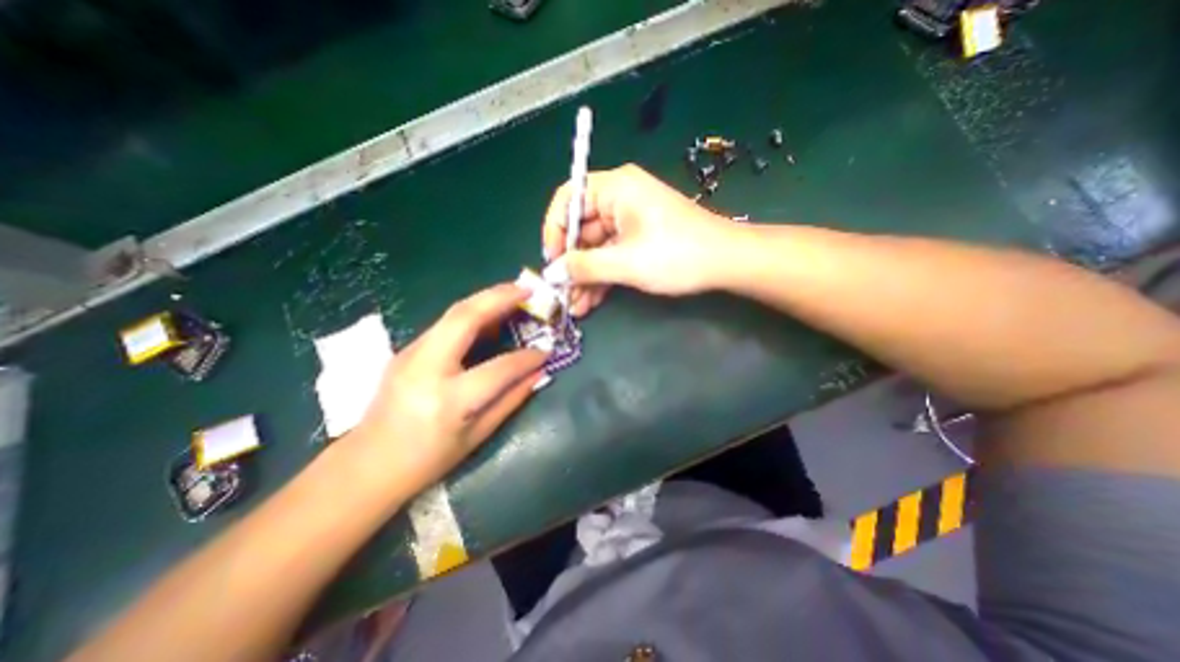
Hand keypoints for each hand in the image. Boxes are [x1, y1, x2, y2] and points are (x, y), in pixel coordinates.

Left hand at [353, 283, 550, 495]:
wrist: (368, 464)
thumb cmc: (428, 460)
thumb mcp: (477, 436)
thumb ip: (511, 399)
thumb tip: (539, 374)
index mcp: (449, 400)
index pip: (498, 368)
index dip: (527, 358)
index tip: (546, 351)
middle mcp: (426, 368)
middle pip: (465, 318)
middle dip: (500, 297)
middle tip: (528, 290)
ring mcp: (411, 353)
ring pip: (453, 313)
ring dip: (487, 298)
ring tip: (514, 293)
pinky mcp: (407, 349)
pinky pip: (446, 323)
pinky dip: (473, 312)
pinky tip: (490, 314)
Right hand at [544, 161, 733, 312]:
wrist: (726, 263)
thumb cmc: (677, 254)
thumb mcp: (626, 263)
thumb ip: (584, 266)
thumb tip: (552, 273)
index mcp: (615, 188)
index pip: (568, 198)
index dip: (554, 229)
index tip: (552, 261)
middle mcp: (619, 199)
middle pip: (581, 228)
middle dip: (571, 264)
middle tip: (561, 293)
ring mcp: (629, 221)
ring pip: (595, 248)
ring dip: (585, 277)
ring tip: (574, 307)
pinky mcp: (638, 240)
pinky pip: (611, 256)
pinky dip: (601, 277)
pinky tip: (590, 302)